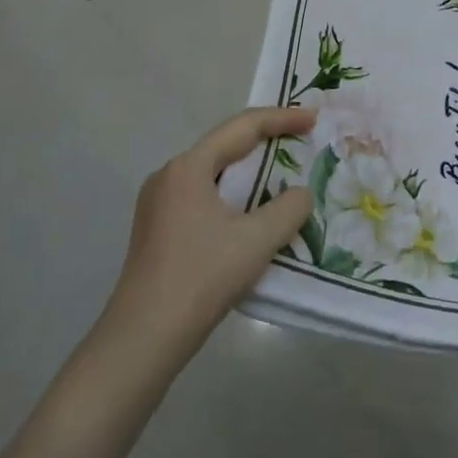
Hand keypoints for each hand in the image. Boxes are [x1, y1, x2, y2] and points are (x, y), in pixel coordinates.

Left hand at [97, 106, 315, 365]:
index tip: (314, 120)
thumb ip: (290, 208)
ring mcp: (158, 203)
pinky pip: (203, 195)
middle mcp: (169, 176)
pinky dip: (233, 194)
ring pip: (214, 173)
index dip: (282, 119)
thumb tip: (299, 194)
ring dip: (249, 171)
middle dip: (266, 141)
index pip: (242, 127)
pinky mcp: (158, 228)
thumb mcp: (257, 239)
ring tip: (283, 174)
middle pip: (225, 145)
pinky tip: (251, 212)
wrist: (144, 338)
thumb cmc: (202, 277)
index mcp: (189, 168)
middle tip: (302, 141)